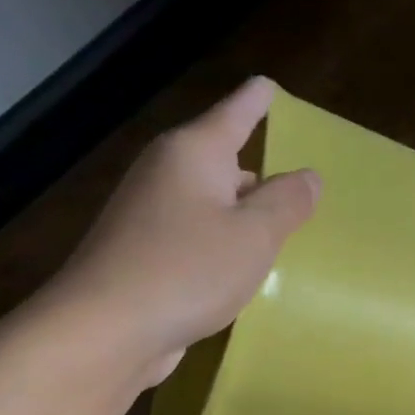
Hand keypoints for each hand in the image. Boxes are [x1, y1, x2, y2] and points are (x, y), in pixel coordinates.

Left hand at [40, 77, 320, 386]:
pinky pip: (197, 234)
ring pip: (211, 201)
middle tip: (297, 185)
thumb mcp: (255, 235)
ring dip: (243, 213)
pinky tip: (243, 268)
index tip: (268, 85)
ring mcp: (150, 214)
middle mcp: (167, 173)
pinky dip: (224, 242)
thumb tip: (308, 176)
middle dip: (258, 170)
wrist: (106, 330)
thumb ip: (287, 202)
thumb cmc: (189, 269)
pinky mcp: (144, 252)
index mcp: (194, 154)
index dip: (256, 100)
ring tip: (281, 230)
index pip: (234, 113)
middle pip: (222, 160)